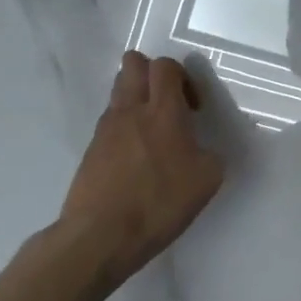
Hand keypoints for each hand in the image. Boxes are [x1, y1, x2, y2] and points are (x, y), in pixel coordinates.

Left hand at [60, 51, 225, 284]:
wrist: (99, 237)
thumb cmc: (158, 203)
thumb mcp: (207, 180)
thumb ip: (210, 155)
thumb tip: (202, 150)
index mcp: (163, 111)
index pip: (166, 66)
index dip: (183, 77)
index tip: (193, 107)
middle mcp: (131, 110)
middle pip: (133, 63)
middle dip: (152, 73)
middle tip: (168, 103)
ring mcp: (106, 128)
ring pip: (118, 89)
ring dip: (136, 97)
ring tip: (151, 130)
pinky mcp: (90, 150)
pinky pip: (109, 120)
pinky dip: (123, 126)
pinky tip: (134, 157)